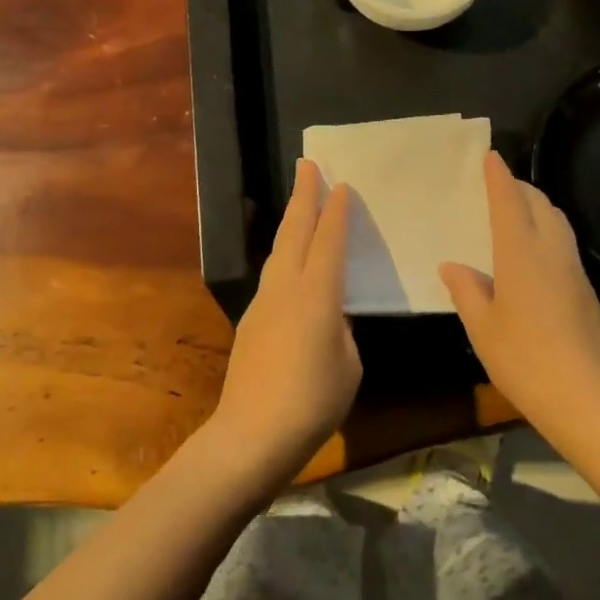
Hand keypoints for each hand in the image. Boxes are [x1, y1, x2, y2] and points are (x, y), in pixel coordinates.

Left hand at [209, 160, 360, 483]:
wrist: (251, 435)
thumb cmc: (312, 402)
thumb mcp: (348, 366)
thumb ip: (343, 331)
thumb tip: (332, 318)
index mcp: (317, 295)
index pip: (329, 240)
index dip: (337, 211)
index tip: (341, 184)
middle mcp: (286, 288)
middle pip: (295, 231)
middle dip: (302, 196)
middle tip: (307, 165)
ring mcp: (264, 302)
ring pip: (279, 249)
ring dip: (291, 221)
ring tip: (300, 203)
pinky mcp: (251, 320)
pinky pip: (273, 274)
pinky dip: (285, 254)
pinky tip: (291, 262)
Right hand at [439, 151, 599, 447]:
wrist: (590, 400)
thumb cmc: (526, 361)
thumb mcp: (482, 328)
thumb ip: (467, 290)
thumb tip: (452, 265)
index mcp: (521, 254)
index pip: (510, 201)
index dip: (499, 177)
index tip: (490, 156)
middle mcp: (552, 252)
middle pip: (540, 204)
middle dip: (519, 187)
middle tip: (497, 184)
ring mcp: (574, 270)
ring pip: (557, 221)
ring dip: (536, 206)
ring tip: (514, 212)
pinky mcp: (586, 290)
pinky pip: (563, 242)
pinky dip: (546, 230)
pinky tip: (531, 252)